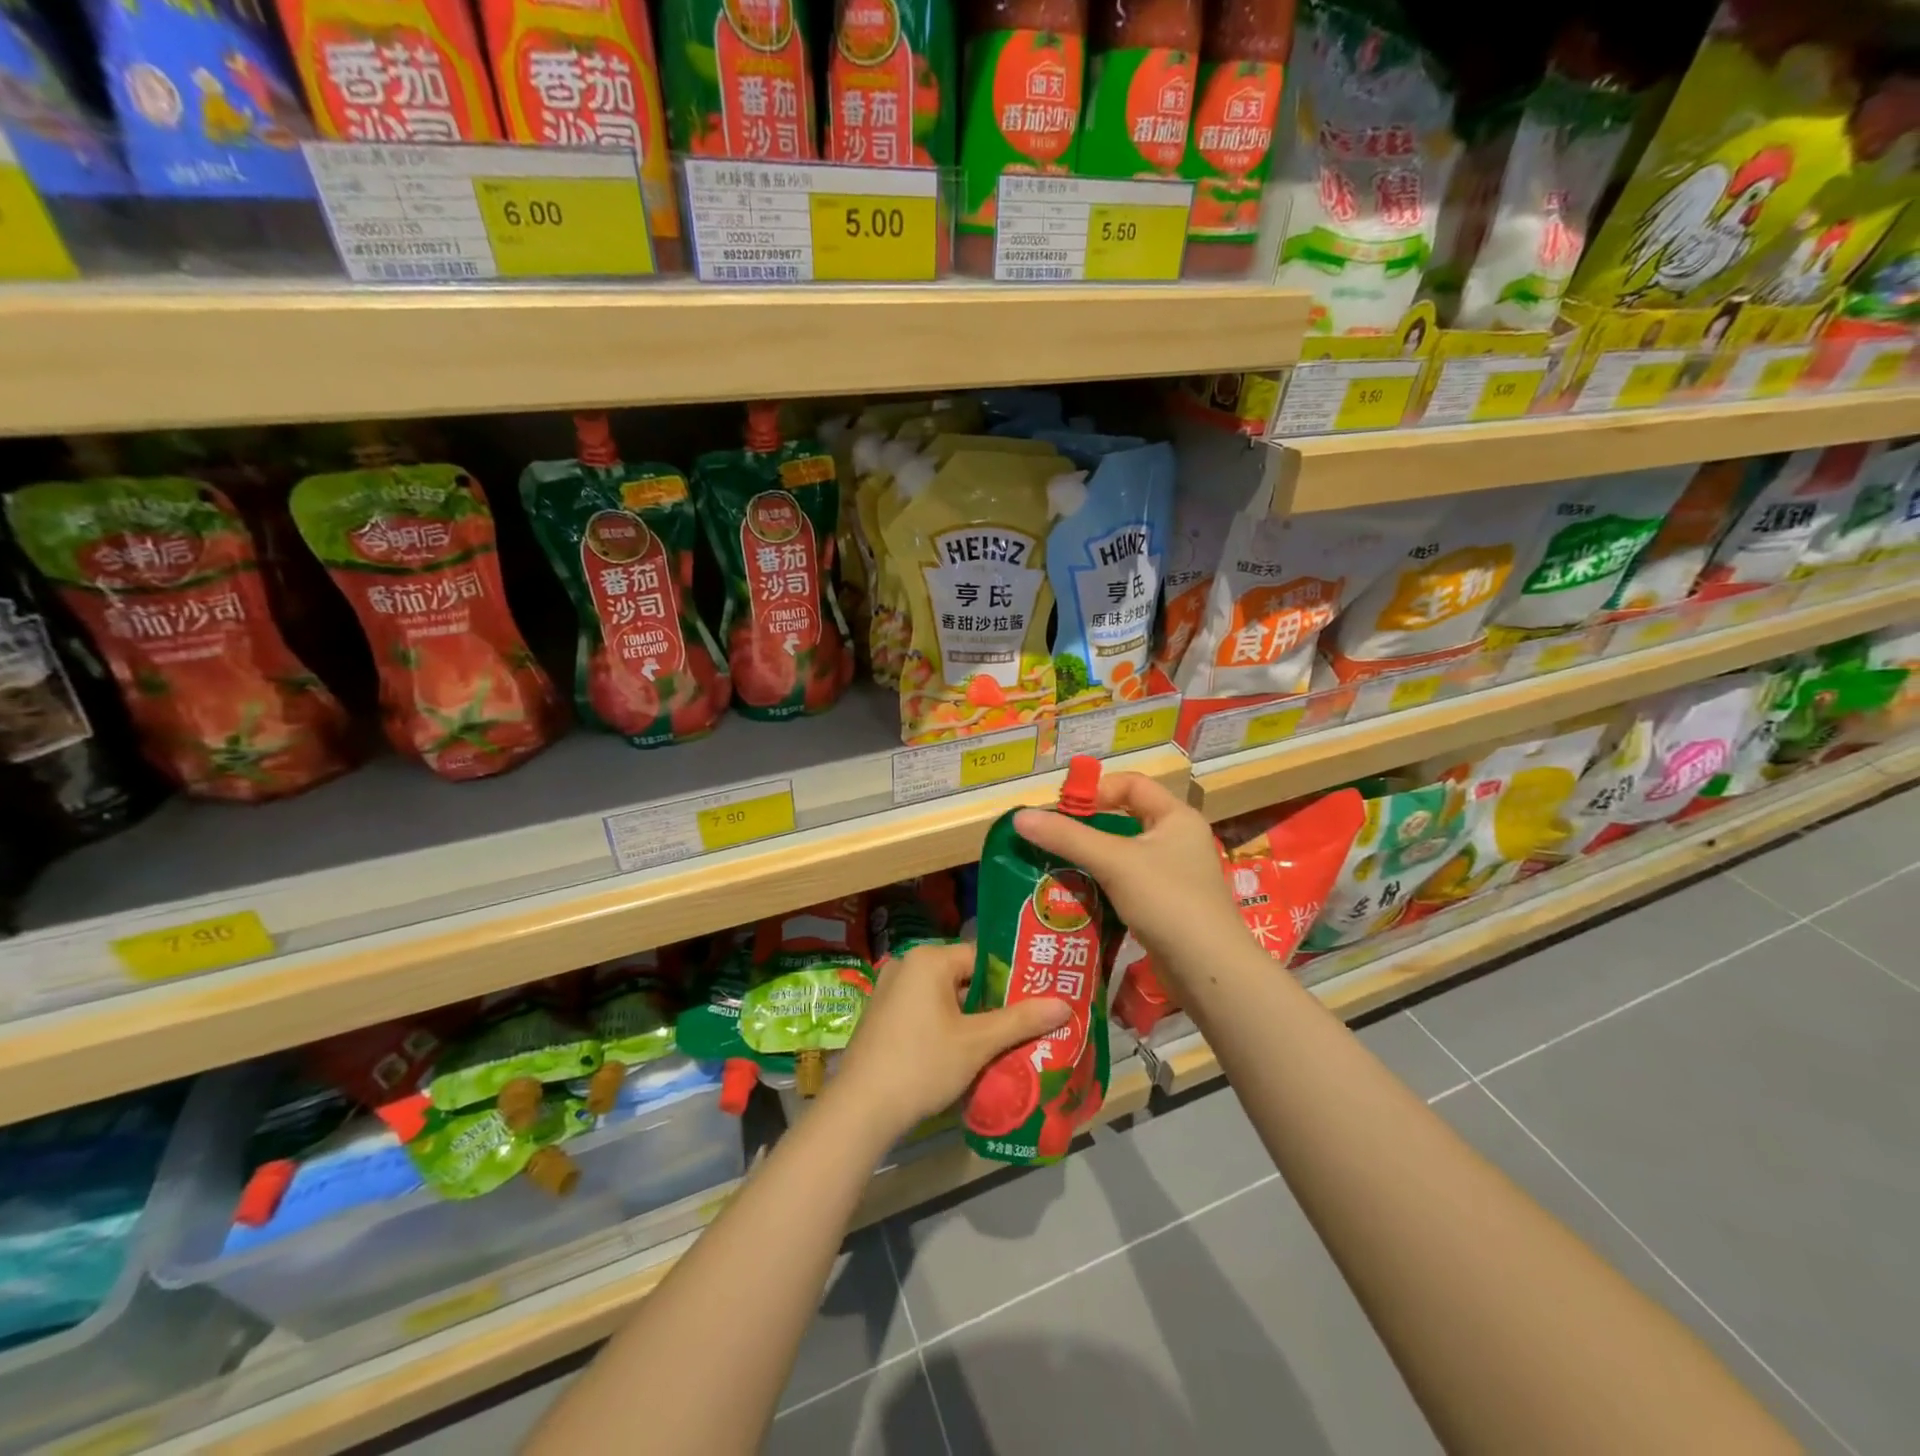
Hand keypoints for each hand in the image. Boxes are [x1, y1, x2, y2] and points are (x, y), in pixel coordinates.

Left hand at [829, 942, 1068, 1139]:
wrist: (860, 1109)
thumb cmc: (922, 1065)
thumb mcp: (977, 1043)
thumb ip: (1020, 1020)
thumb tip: (1065, 1004)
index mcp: (929, 959)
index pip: (982, 956)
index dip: (1012, 978)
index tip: (1037, 997)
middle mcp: (907, 965)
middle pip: (963, 976)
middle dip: (993, 1001)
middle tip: (1027, 1022)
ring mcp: (890, 991)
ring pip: (945, 997)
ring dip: (971, 1017)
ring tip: (1005, 1040)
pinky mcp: (882, 1016)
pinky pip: (925, 1011)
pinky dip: (947, 1026)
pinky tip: (967, 1052)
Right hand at [1014, 773, 1242, 994]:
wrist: (1209, 972)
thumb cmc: (1167, 901)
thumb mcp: (1113, 862)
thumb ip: (1066, 837)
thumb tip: (1019, 816)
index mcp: (1176, 817)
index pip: (1131, 784)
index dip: (1096, 790)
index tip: (1063, 810)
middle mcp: (1179, 840)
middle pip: (1125, 819)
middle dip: (1087, 827)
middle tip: (1053, 839)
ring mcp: (1175, 875)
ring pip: (1124, 854)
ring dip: (1092, 859)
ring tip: (1058, 866)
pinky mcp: (1168, 906)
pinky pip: (1128, 883)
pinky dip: (1104, 885)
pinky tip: (1079, 896)